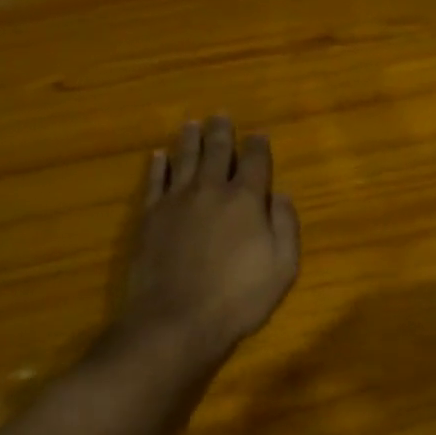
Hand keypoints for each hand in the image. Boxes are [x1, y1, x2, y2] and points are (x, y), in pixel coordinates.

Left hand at [118, 116, 300, 359]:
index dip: (259, 145)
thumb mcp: (282, 268)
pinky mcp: (150, 216)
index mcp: (246, 200)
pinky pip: (154, 181)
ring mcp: (176, 200)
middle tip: (221, 116)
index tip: (259, 135)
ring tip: (191, 124)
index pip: (255, 161)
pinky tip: (158, 156)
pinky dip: (157, 165)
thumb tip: (282, 194)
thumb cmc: (237, 298)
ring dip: (189, 139)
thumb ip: (285, 227)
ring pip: (184, 158)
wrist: (176, 319)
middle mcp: (210, 190)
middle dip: (221, 132)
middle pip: (217, 151)